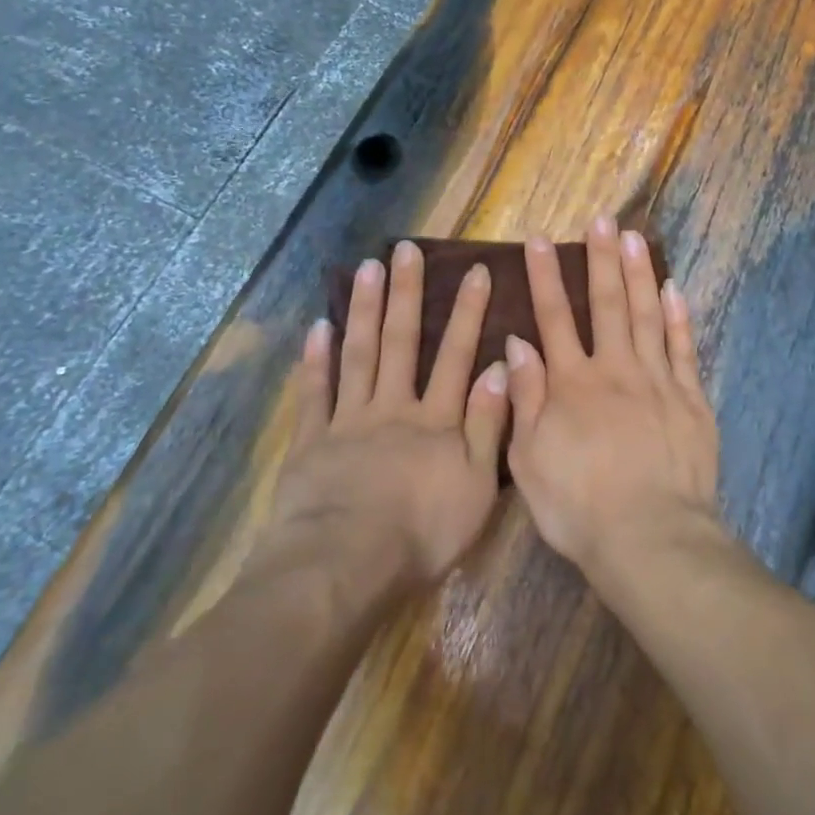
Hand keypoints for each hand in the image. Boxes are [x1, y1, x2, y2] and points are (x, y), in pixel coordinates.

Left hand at [266, 241, 509, 605]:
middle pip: (402, 342)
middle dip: (407, 294)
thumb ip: (488, 424)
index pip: (456, 355)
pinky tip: (320, 325)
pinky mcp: (313, 441)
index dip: (468, 312)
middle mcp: (394, 407)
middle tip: (406, 250)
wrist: (345, 565)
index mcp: (436, 420)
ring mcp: (350, 420)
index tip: (474, 270)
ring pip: (360, 355)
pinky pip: (316, 392)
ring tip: (368, 268)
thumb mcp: (476, 485)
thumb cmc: (421, 533)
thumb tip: (501, 367)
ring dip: (366, 310)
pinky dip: (317, 359)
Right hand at [505, 215, 720, 584]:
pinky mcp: (691, 398)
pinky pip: (684, 348)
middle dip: (601, 258)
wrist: (649, 537)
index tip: (539, 240)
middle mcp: (615, 369)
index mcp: (572, 383)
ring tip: (634, 237)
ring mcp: (657, 380)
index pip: (555, 318)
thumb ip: (524, 398)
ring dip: (639, 273)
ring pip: (647, 314)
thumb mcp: (529, 459)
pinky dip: (678, 316)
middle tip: (601, 220)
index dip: (545, 277)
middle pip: (607, 303)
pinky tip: (674, 288)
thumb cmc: (578, 506)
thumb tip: (517, 344)